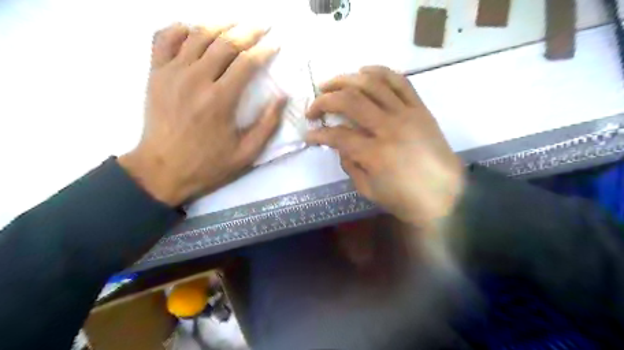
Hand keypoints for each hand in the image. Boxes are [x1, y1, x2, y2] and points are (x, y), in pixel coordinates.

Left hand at [119, 23, 286, 205]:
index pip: (247, 62)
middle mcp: (196, 79)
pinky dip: (179, 28)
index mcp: (220, 100)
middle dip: (248, 31)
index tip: (275, 45)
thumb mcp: (246, 153)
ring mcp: (172, 73)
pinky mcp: (155, 74)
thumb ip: (267, 125)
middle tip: (262, 26)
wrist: (162, 170)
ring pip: (197, 35)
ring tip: (235, 22)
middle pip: (224, 43)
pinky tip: (192, 29)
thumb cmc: (208, 165)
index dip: (264, 50)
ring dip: (220, 25)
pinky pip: (164, 39)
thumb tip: (282, 97)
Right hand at [306, 66, 464, 226]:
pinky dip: (379, 71)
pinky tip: (363, 72)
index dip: (318, 134)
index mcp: (375, 153)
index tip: (309, 135)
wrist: (447, 196)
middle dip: (324, 100)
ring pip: (372, 83)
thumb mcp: (368, 190)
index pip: (337, 135)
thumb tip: (340, 146)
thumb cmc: (405, 199)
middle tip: (314, 108)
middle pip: (349, 100)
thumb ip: (349, 165)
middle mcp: (389, 127)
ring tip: (330, 84)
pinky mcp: (420, 108)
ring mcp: (406, 113)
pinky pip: (399, 80)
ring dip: (345, 79)